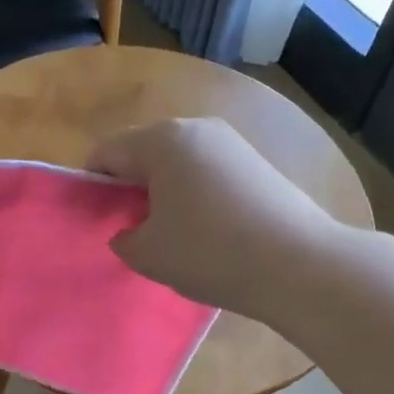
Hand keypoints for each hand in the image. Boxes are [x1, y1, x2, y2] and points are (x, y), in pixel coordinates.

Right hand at [89, 117, 338, 314]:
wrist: (300, 265)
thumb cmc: (210, 253)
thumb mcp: (148, 254)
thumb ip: (123, 238)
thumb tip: (129, 232)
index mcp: (161, 140)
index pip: (106, 153)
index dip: (93, 187)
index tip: (97, 222)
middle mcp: (195, 128)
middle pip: (142, 152)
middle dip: (129, 187)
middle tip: (132, 230)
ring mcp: (230, 142)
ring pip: (177, 161)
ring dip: (163, 191)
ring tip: (171, 234)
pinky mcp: (256, 162)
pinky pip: (207, 171)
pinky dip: (194, 193)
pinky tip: (206, 230)